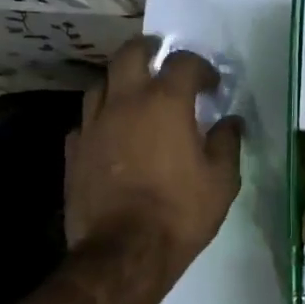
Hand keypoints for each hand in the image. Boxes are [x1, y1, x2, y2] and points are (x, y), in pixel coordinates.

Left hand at [65, 38, 242, 280]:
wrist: (124, 253)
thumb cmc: (180, 212)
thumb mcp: (221, 181)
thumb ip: (227, 144)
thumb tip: (231, 122)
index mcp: (165, 103)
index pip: (183, 62)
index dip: (200, 67)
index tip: (211, 84)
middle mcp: (125, 102)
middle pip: (130, 54)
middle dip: (149, 50)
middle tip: (162, 60)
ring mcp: (93, 124)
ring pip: (101, 83)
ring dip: (120, 81)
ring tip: (135, 95)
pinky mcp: (73, 150)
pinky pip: (86, 120)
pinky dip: (101, 118)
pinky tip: (111, 134)